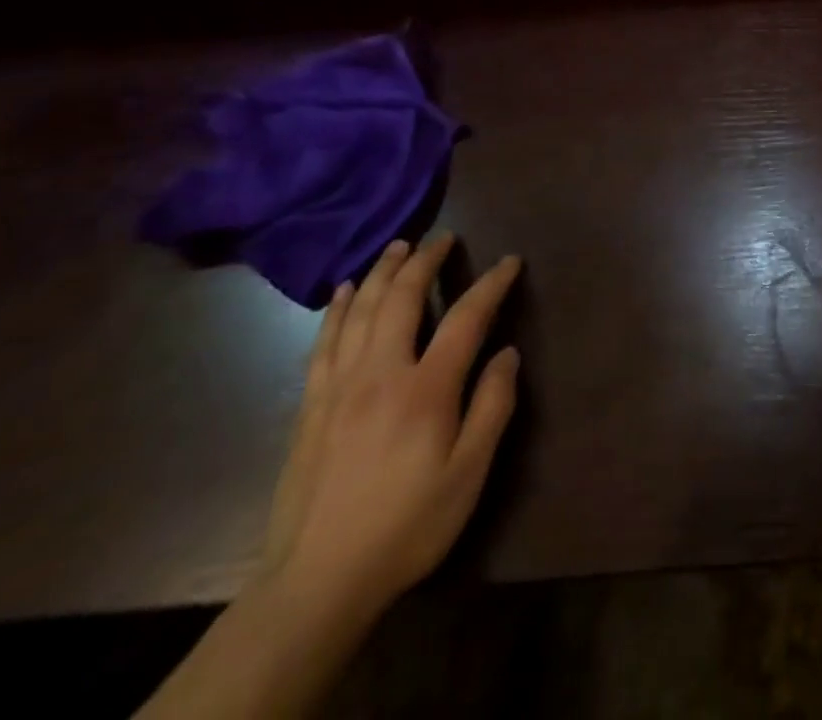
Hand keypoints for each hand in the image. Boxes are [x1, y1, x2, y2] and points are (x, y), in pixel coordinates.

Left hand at [261, 233, 521, 620]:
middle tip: (443, 238)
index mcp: (425, 389)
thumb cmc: (407, 526)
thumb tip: (507, 354)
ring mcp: (339, 387)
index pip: (466, 317)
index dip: (491, 284)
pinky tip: (345, 293)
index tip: (510, 261)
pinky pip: (324, 342)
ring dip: (382, 272)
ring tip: (397, 247)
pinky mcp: (311, 407)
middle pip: (403, 299)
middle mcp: (380, 373)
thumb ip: (492, 407)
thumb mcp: (468, 474)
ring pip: (361, 311)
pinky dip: (338, 309)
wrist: (316, 583)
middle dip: (425, 261)